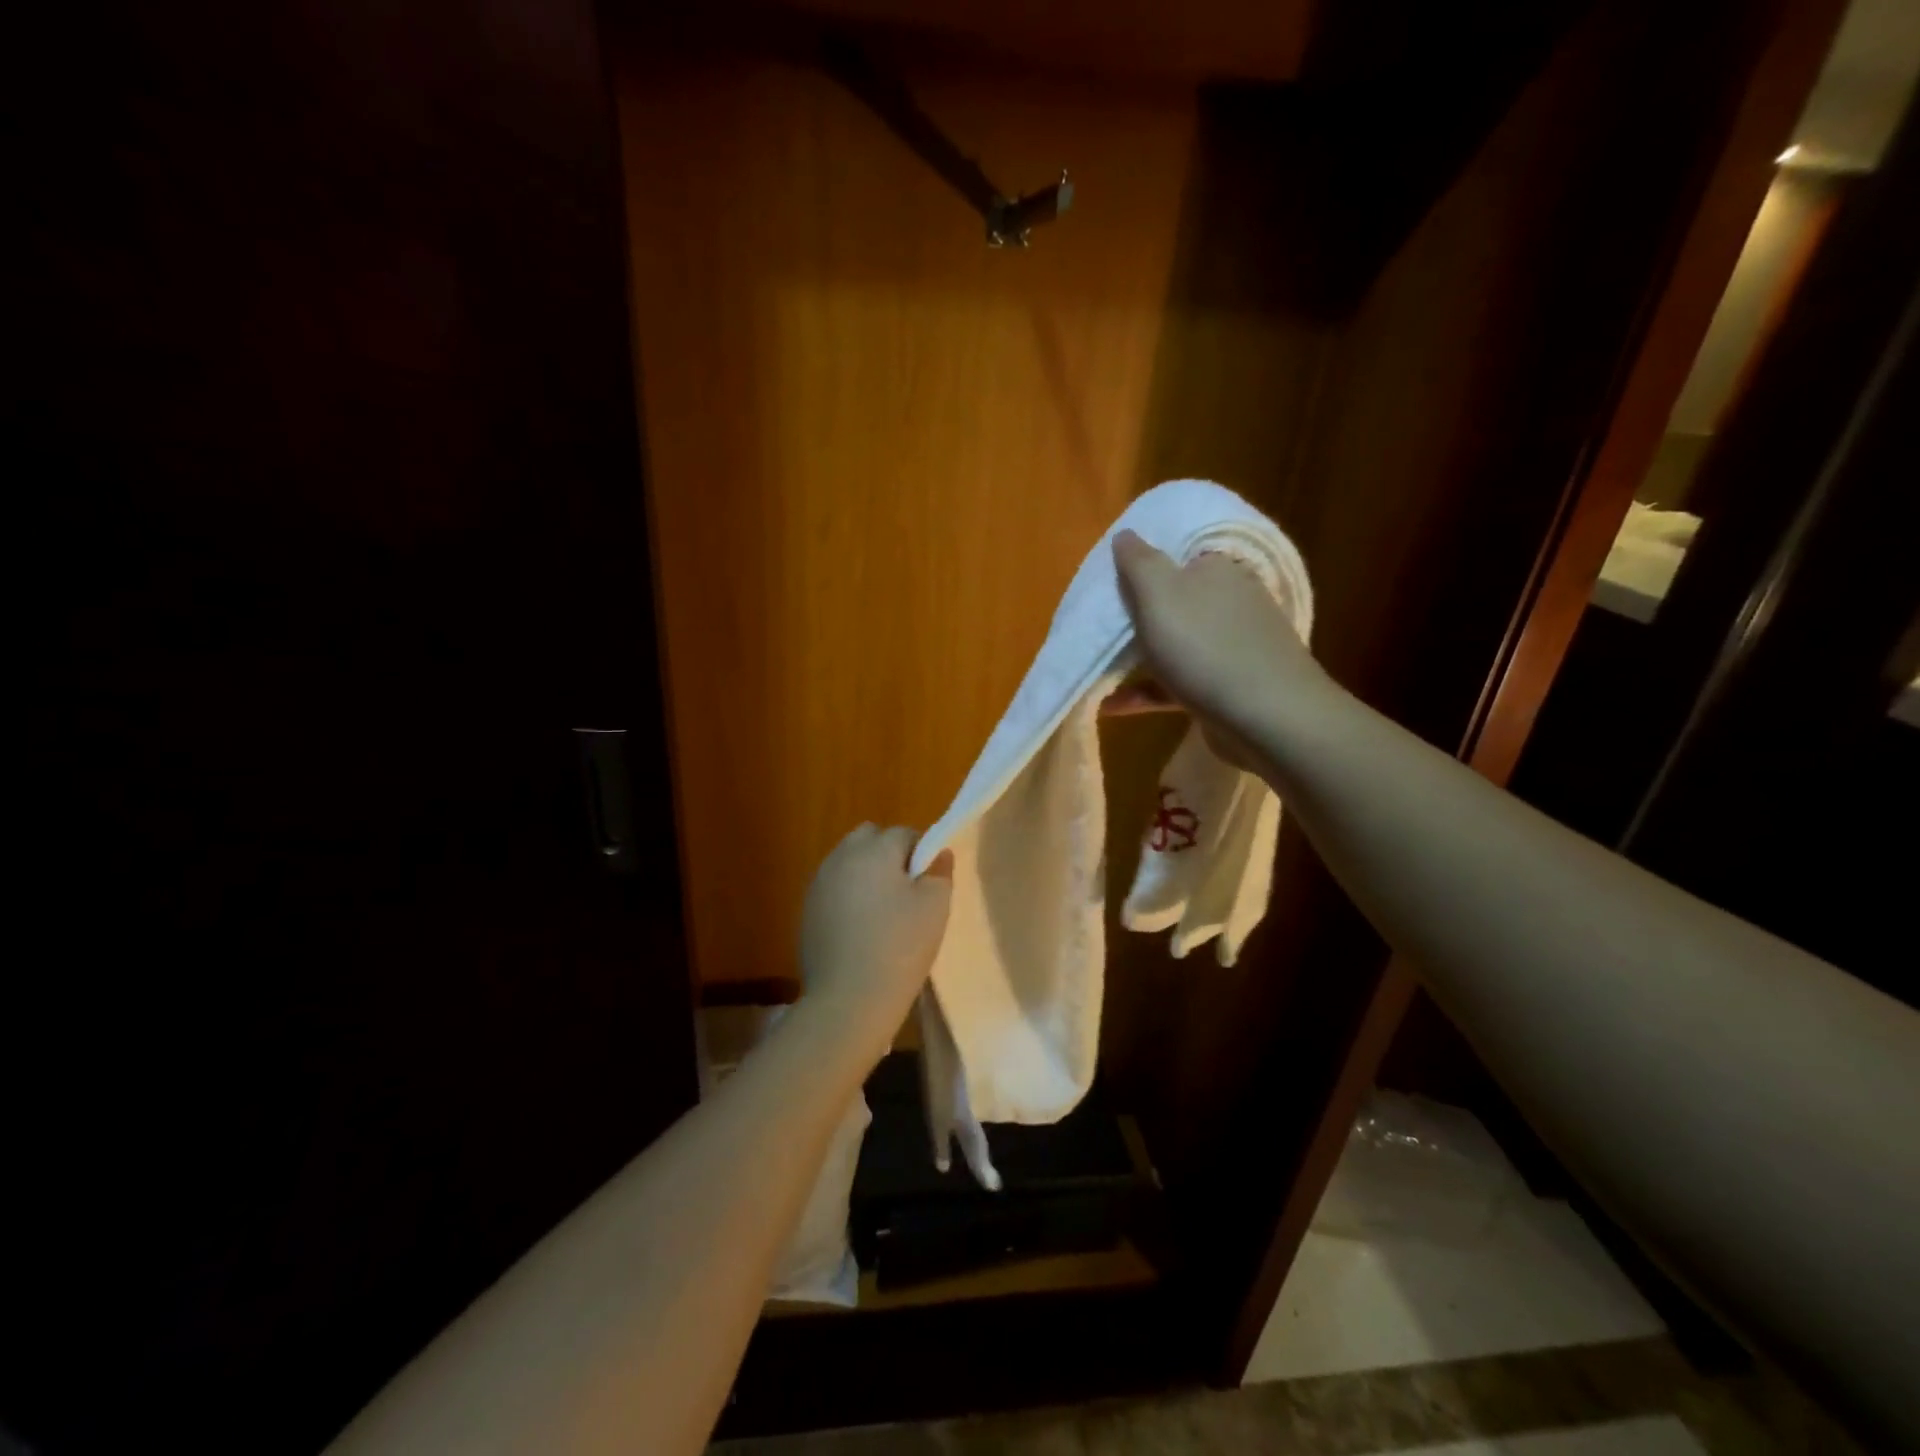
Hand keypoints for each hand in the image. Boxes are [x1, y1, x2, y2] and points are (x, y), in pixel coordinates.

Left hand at [798, 825, 953, 1062]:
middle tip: (905, 892)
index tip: (928, 884)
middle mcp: (841, 857)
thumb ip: (939, 872)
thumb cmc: (899, 947)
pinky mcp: (807, 911)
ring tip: (882, 914)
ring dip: (865, 875)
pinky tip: (859, 931)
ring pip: (848, 863)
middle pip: (869, 838)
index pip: (904, 833)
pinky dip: (847, 898)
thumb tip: (938, 854)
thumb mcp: (935, 907)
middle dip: (887, 854)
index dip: (921, 854)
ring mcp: (819, 883)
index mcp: (875, 849)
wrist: (848, 1000)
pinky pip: (833, 889)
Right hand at [1111, 529, 1326, 767]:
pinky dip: (1148, 691)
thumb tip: (1126, 533)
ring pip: (1176, 643)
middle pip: (1174, 600)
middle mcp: (1230, 600)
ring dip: (1137, 657)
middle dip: (1138, 615)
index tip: (1108, 583)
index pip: (1177, 554)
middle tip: (1099, 628)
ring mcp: (1233, 645)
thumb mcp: (1159, 594)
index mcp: (1216, 569)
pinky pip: (1179, 682)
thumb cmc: (1204, 646)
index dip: (1141, 565)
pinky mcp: (1229, 686)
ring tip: (1100, 670)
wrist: (1266, 716)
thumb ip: (1138, 562)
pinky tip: (1114, 706)